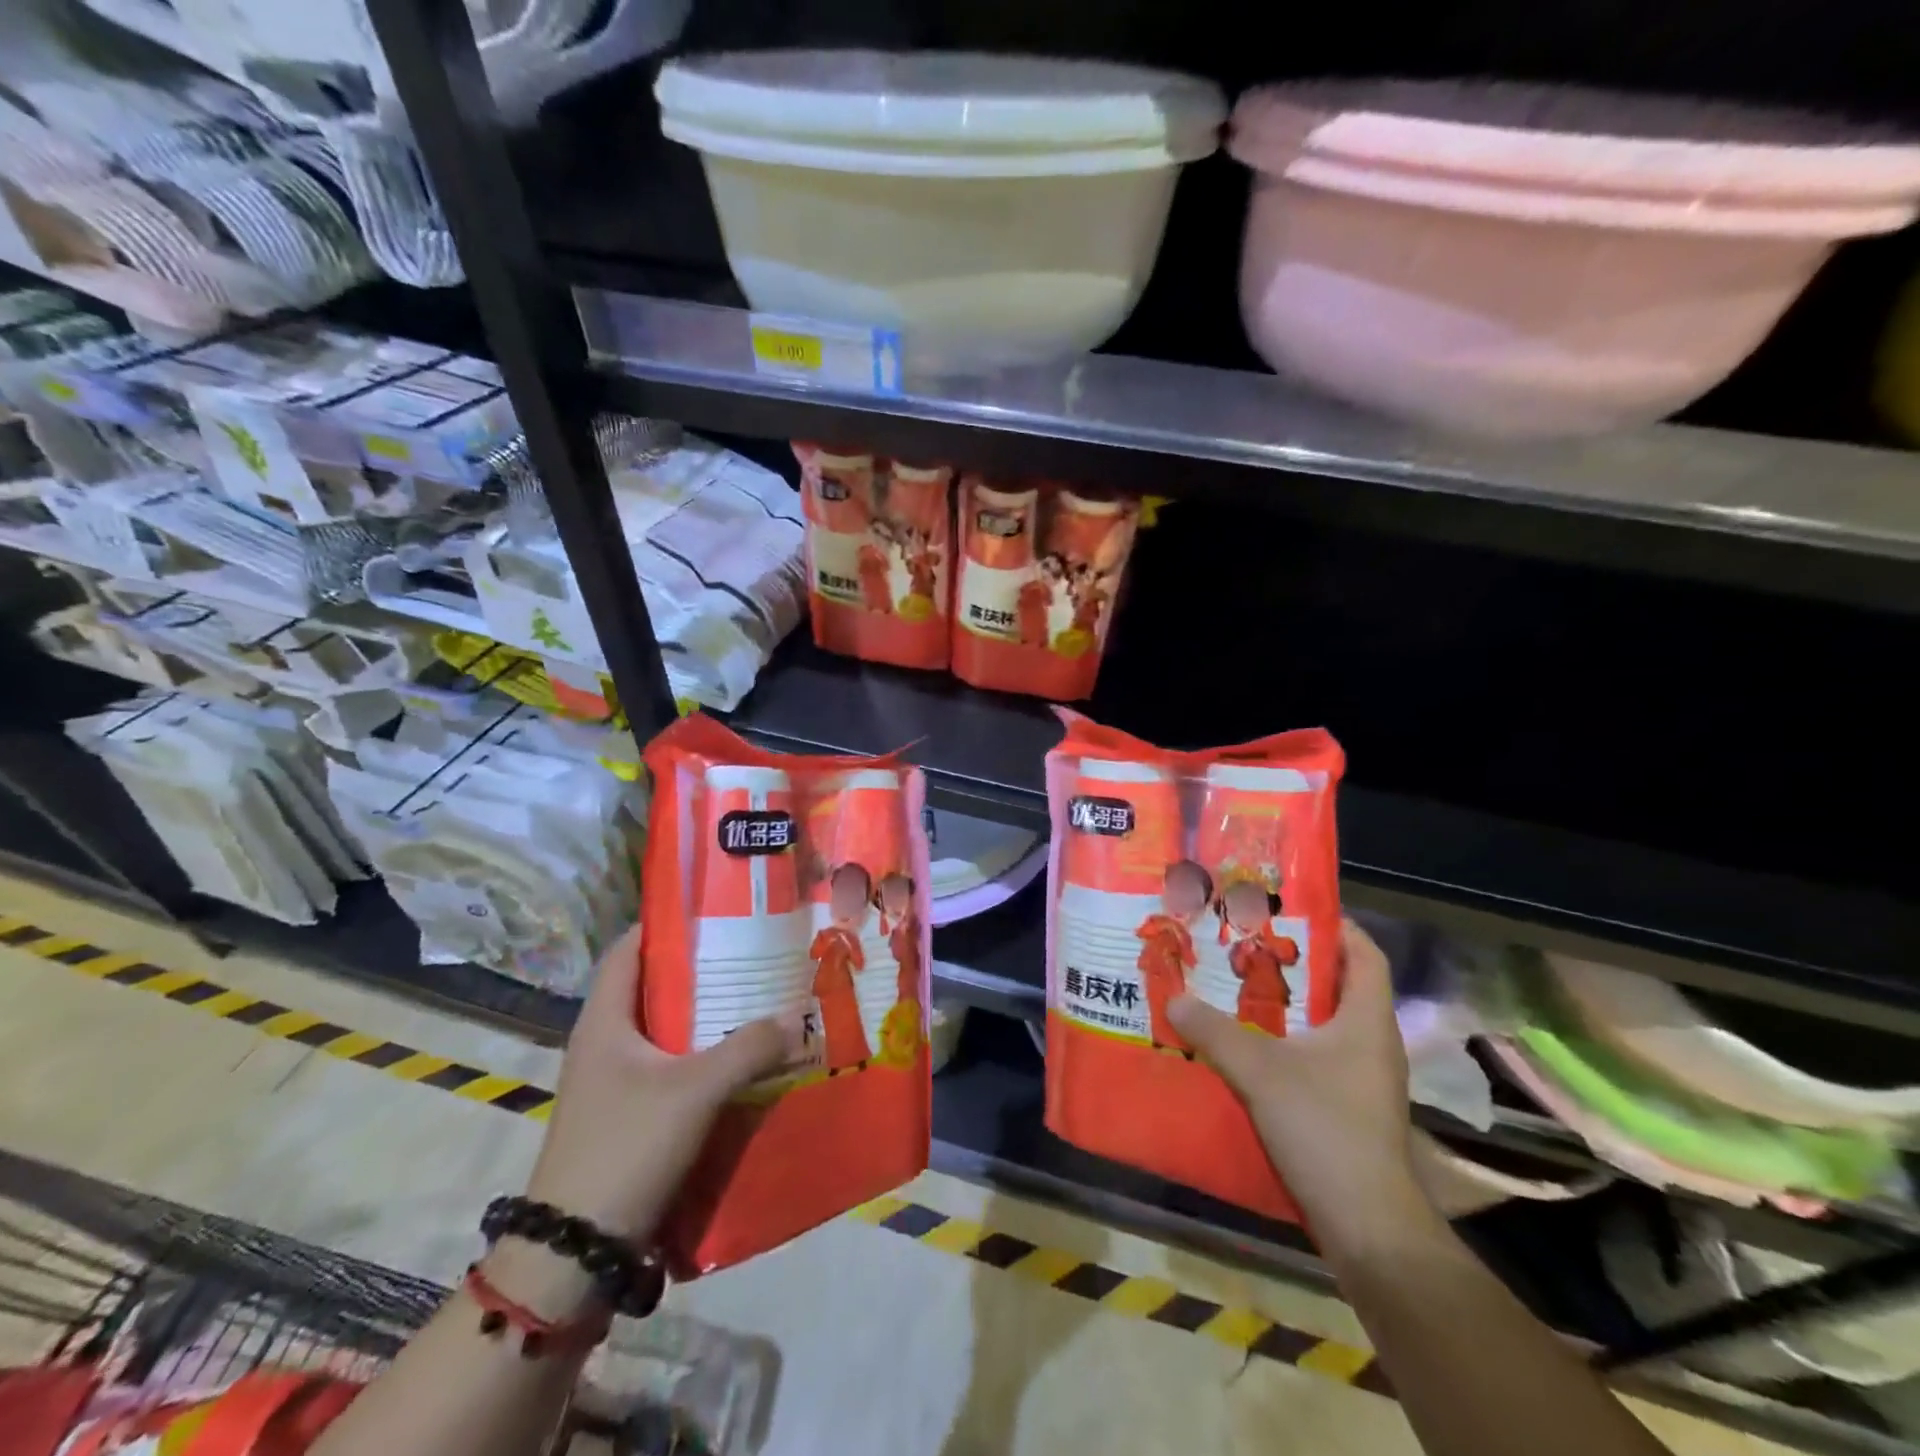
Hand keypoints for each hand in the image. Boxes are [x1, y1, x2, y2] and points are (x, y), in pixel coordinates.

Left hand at [524, 924, 801, 1244]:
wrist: (574, 1253)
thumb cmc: (626, 1148)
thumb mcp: (695, 1090)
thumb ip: (748, 1048)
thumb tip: (795, 1018)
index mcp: (604, 1020)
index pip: (629, 949)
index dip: (666, 923)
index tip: (716, 911)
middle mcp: (605, 1042)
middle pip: (655, 986)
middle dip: (702, 969)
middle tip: (754, 953)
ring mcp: (616, 1082)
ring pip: (667, 1030)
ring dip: (708, 1016)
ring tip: (758, 999)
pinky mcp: (629, 1115)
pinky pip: (673, 1067)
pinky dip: (705, 1056)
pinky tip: (745, 1059)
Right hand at [1167, 919, 1436, 1266]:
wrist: (1367, 1226)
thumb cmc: (1325, 1129)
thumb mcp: (1260, 1072)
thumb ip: (1213, 1031)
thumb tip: (1174, 997)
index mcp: (1366, 1020)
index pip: (1365, 953)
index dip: (1334, 925)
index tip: (1287, 910)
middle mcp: (1371, 1041)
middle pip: (1337, 984)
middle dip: (1292, 961)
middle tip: (1243, 943)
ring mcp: (1361, 1077)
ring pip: (1322, 1022)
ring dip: (1283, 1003)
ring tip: (1233, 986)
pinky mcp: (1346, 1106)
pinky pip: (1314, 1055)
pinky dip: (1283, 1041)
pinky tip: (1245, 1044)